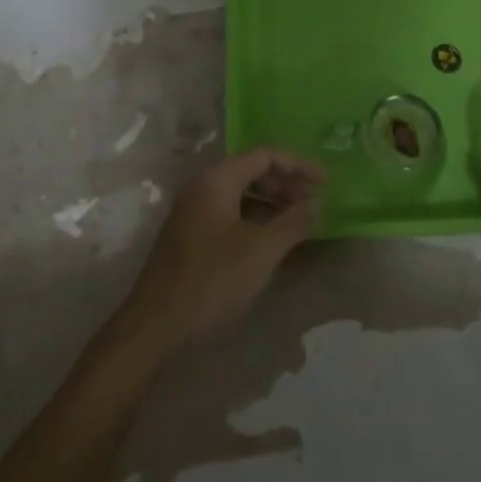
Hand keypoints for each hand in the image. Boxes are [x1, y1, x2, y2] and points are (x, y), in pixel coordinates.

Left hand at [120, 148, 322, 352]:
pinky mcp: (189, 235)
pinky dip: (254, 218)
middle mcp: (202, 186)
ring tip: (298, 221)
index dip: (298, 165)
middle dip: (285, 184)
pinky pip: (229, 212)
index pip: (264, 156)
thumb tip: (315, 204)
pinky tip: (270, 239)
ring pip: (240, 193)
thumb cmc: (212, 280)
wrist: (155, 326)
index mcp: (217, 179)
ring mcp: (193, 211)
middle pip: (251, 171)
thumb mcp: (261, 251)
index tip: (325, 183)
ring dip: (271, 202)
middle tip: (314, 203)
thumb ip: (292, 223)